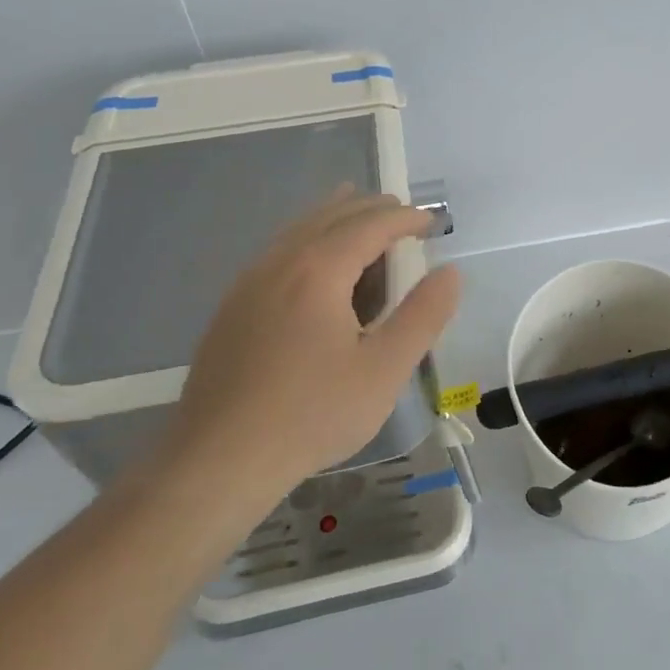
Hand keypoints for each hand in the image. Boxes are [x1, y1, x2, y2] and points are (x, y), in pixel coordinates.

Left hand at [166, 189, 461, 504]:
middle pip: (331, 215)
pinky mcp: (232, 307)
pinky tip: (315, 265)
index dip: (405, 218)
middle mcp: (280, 262)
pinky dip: (309, 240)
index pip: (370, 224)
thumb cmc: (312, 414)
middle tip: (403, 215)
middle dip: (371, 209)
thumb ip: (423, 316)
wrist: (219, 460)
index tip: (432, 221)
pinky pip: (278, 252)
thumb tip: (450, 272)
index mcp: (318, 270)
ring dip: (336, 218)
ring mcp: (249, 283)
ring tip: (361, 218)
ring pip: (299, 230)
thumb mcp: (384, 370)